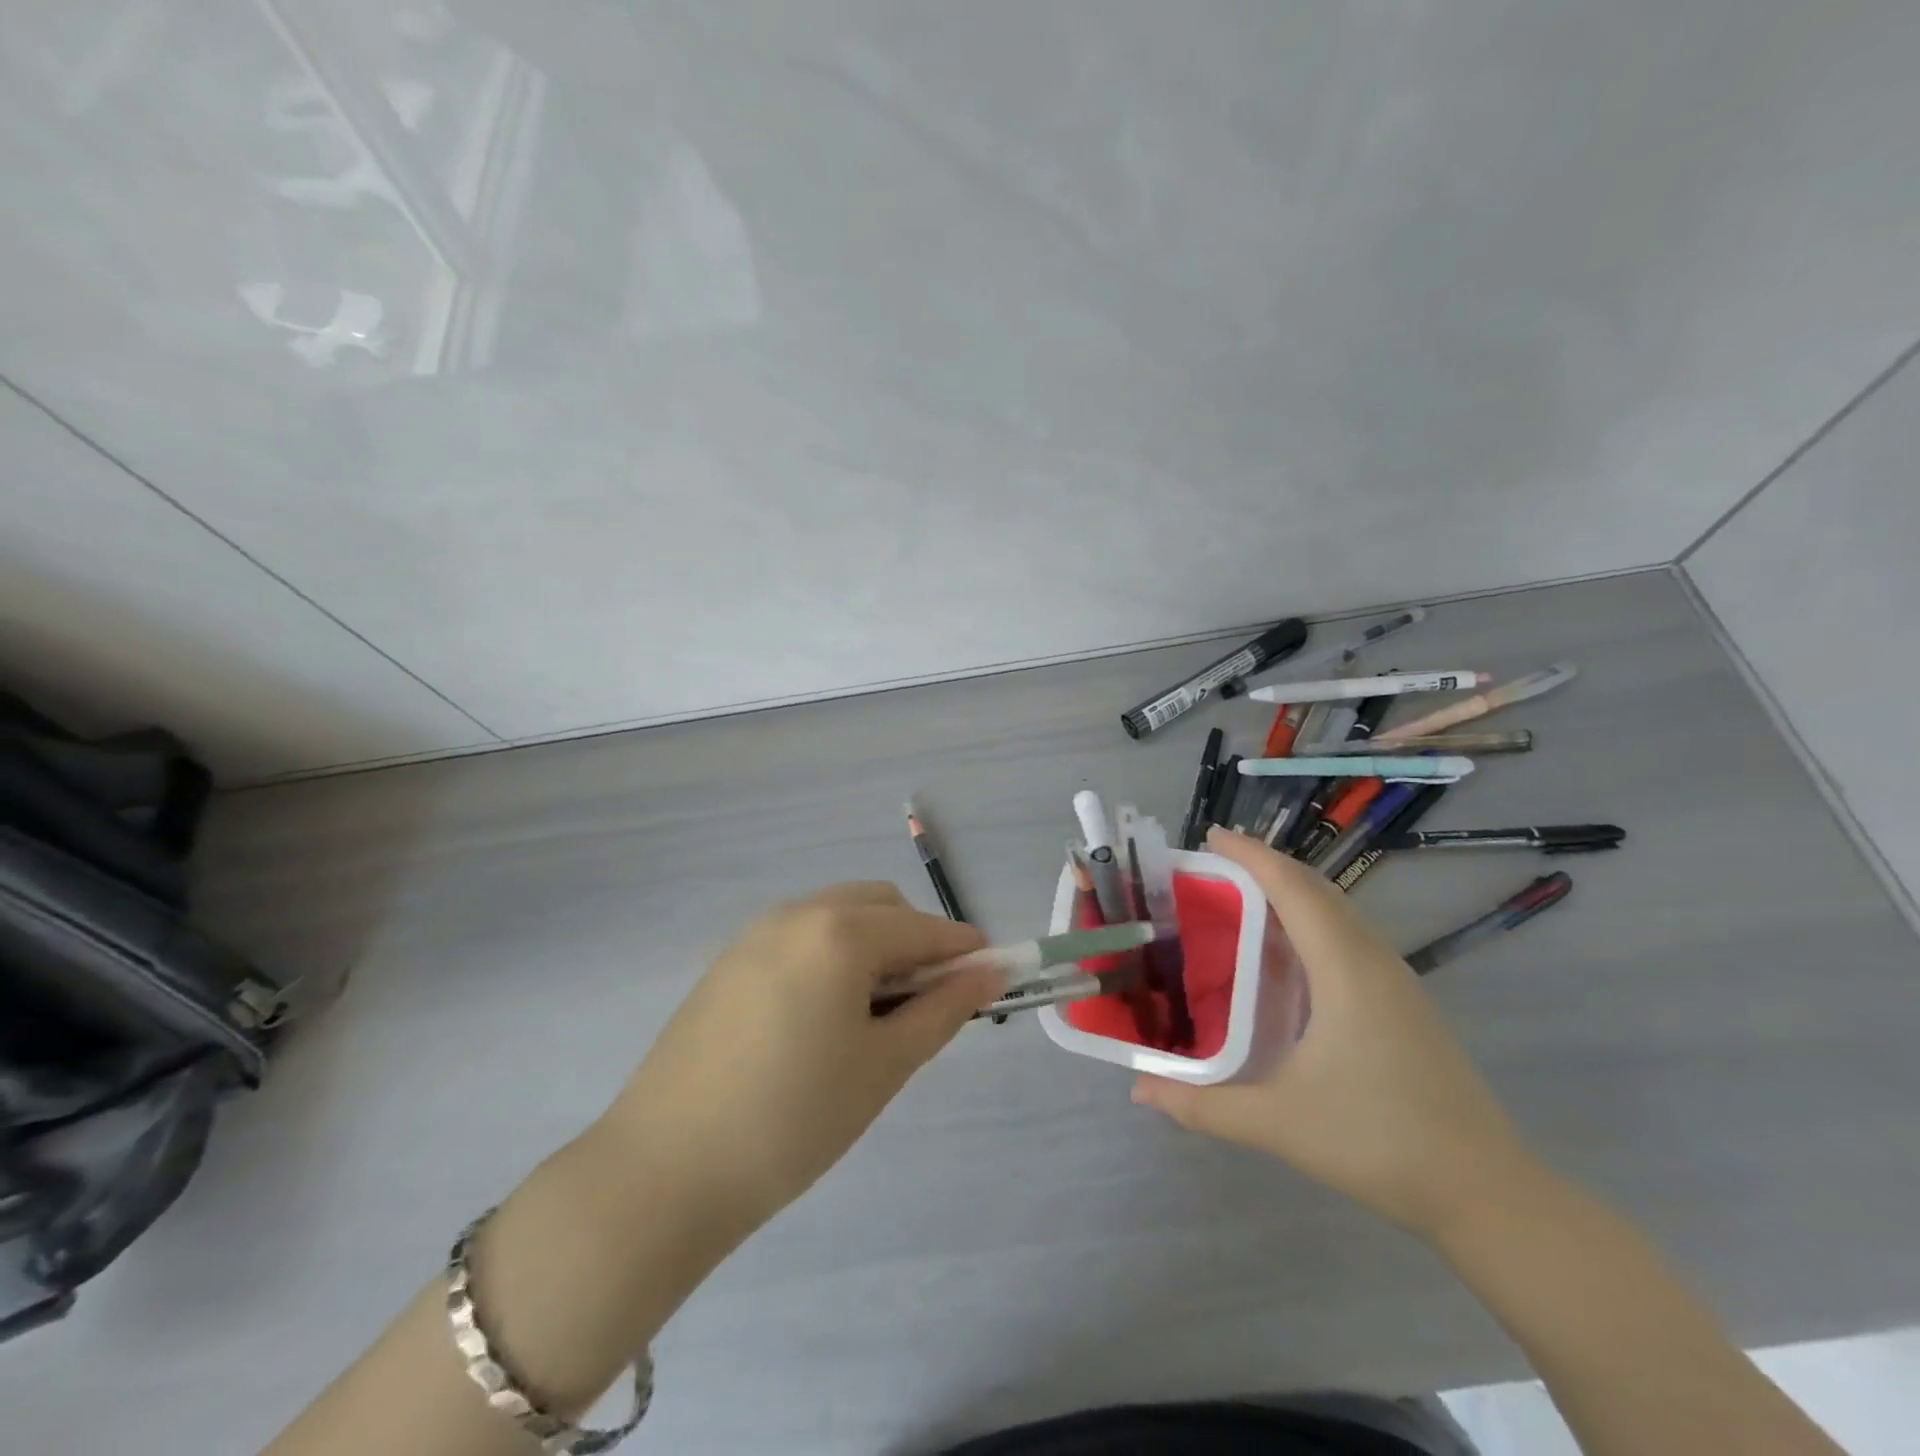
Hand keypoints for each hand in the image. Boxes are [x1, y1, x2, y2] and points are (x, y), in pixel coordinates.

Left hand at [596, 882, 1001, 1242]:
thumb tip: (989, 973)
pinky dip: (831, 956)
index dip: (964, 951)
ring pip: (838, 917)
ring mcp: (756, 933)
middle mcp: (798, 913)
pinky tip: (820, 1018)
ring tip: (871, 1018)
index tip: (990, 980)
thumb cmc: (793, 1120)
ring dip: (872, 947)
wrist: (663, 1171)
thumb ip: (943, 1009)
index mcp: (840, 932)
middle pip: (880, 907)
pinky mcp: (728, 960)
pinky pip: (800, 937)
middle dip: (915, 942)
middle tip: (923, 1007)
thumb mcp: (883, 1066)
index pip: (924, 928)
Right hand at [1131, 827, 1542, 1238]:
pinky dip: (1312, 922)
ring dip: (1291, 893)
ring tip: (1242, 900)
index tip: (1212, 837)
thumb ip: (1202, 1105)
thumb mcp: (1278, 1123)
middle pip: (1317, 889)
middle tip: (1214, 868)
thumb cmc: (1378, 1142)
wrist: (1486, 1192)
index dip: (1252, 856)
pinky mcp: (1405, 1002)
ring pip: (1338, 912)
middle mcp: (1373, 960)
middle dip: (1266, 867)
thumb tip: (1139, 1090)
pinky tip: (1288, 955)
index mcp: (1344, 970)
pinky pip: (1350, 937)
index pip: (1293, 889)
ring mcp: (1396, 981)